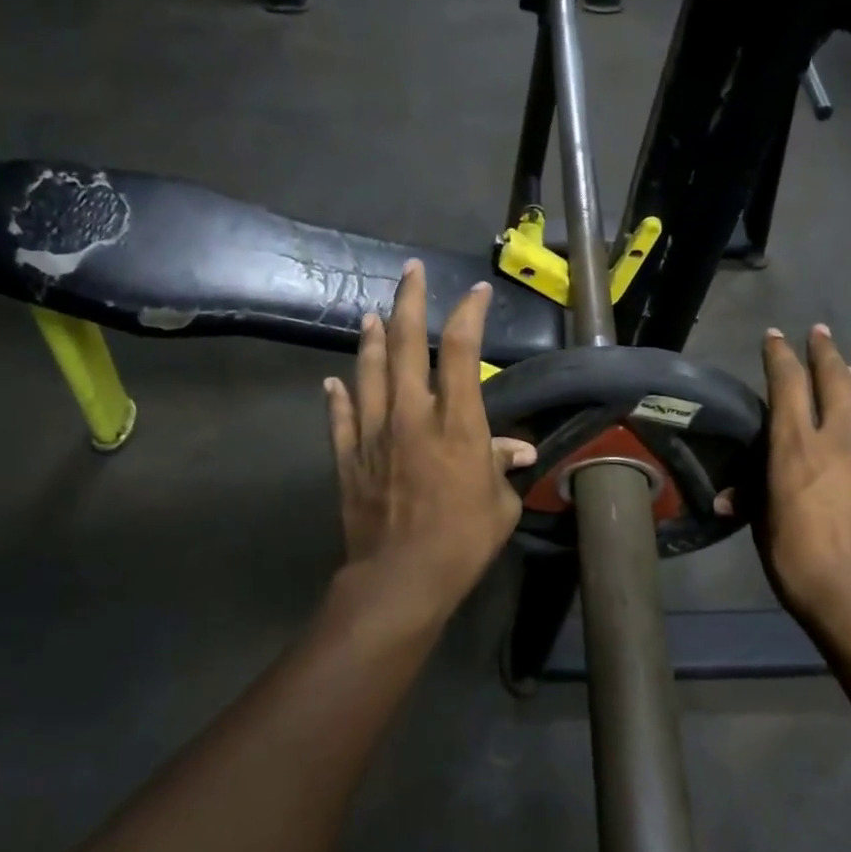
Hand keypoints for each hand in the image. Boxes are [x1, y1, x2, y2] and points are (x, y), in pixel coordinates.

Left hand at [325, 261, 535, 615]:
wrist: (400, 579)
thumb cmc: (462, 542)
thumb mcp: (499, 504)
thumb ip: (502, 467)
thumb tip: (517, 450)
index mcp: (456, 424)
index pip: (463, 352)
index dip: (469, 315)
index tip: (476, 292)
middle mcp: (411, 416)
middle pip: (408, 346)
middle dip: (411, 302)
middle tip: (411, 272)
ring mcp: (374, 435)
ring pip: (369, 373)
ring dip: (373, 340)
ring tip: (373, 314)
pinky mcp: (349, 459)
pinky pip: (340, 418)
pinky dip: (338, 397)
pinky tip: (333, 381)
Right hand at [754, 325, 850, 627]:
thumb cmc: (798, 562)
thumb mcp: (764, 528)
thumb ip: (753, 500)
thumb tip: (728, 498)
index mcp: (796, 447)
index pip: (788, 385)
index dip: (780, 356)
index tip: (775, 336)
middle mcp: (839, 440)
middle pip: (836, 379)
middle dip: (825, 351)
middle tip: (819, 332)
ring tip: (850, 369)